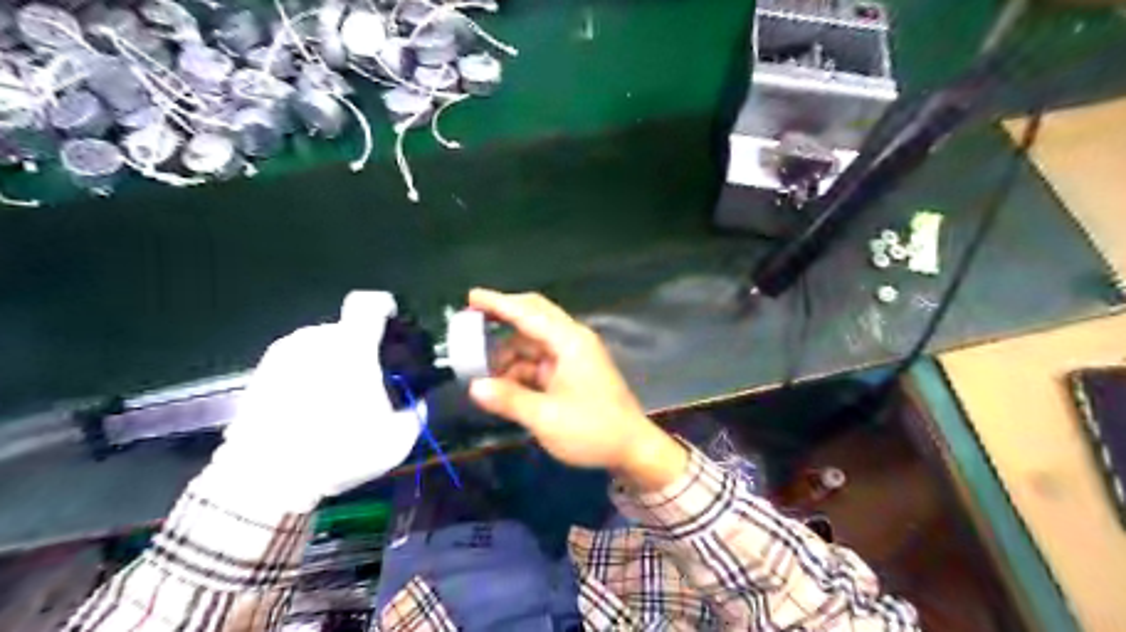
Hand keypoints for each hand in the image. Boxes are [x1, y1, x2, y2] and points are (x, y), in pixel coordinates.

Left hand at [204, 291, 423, 513]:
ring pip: (319, 345)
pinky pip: (295, 362)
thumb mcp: (396, 440)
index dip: (384, 305)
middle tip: (368, 379)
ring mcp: (282, 355)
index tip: (392, 319)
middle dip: (360, 348)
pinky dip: (307, 375)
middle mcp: (314, 340)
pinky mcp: (260, 374)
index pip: (368, 303)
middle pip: (345, 329)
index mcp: (351, 347)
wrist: (264, 480)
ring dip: (332, 361)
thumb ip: (415, 413)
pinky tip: (309, 407)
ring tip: (336, 396)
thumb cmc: (338, 452)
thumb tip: (418, 403)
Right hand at [467, 288, 686, 491]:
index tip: (471, 296)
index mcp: (569, 342)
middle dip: (502, 319)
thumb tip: (474, 387)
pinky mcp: (572, 371)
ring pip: (533, 342)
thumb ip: (508, 399)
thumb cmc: (593, 430)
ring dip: (508, 353)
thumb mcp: (545, 418)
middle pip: (533, 317)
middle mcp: (572, 341)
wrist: (632, 448)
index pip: (528, 313)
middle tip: (470, 323)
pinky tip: (503, 385)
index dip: (498, 303)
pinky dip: (520, 369)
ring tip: (481, 371)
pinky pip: (539, 361)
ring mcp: (573, 356)